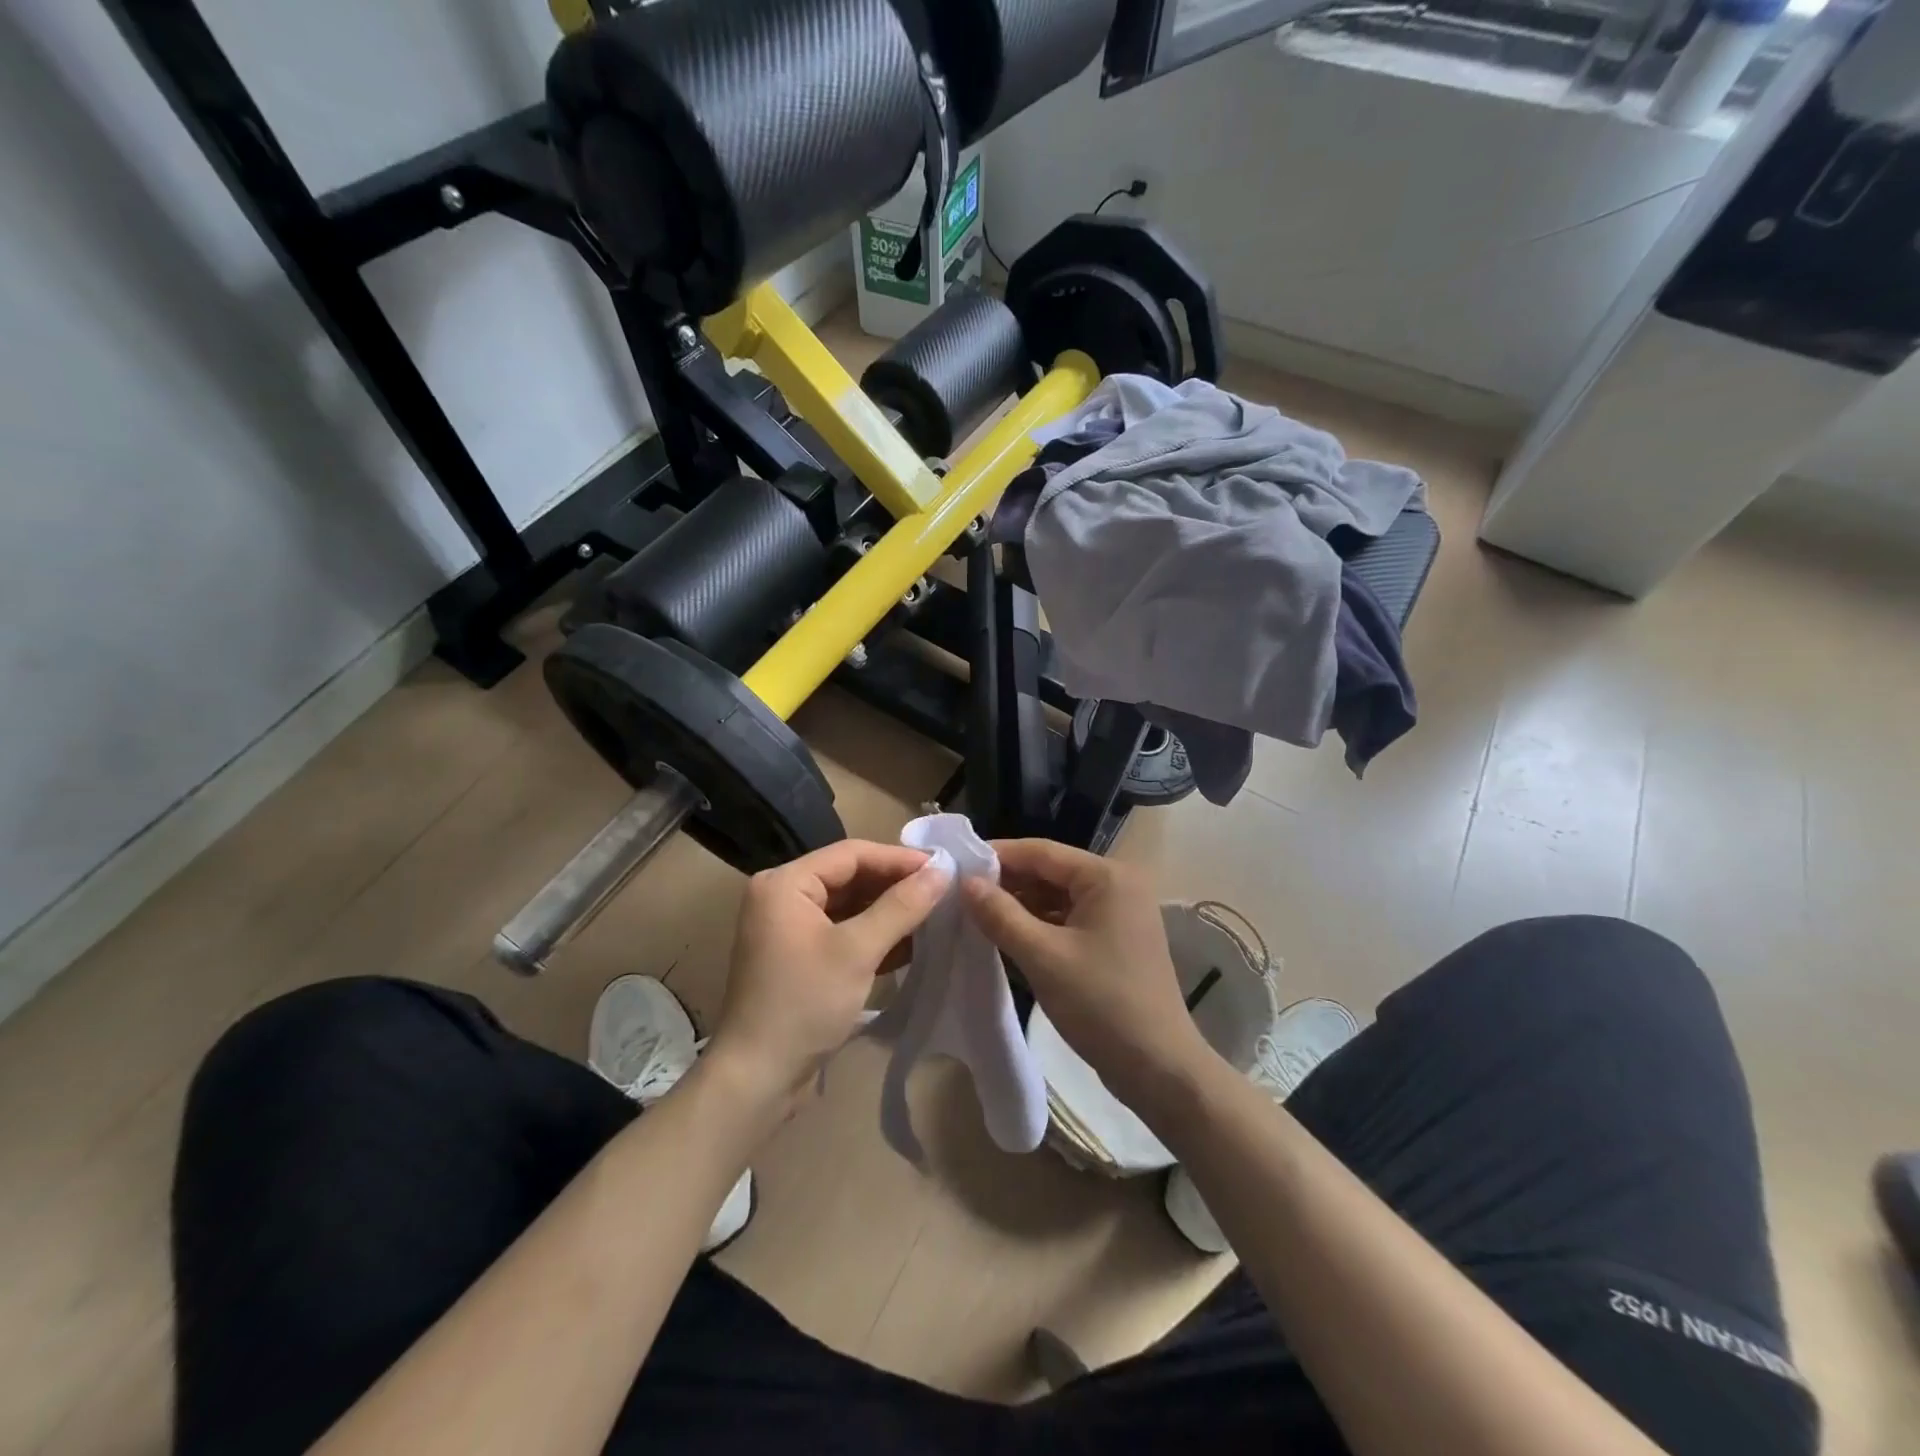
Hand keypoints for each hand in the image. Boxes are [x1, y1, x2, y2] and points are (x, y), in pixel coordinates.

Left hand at [709, 840, 948, 1117]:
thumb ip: (901, 907)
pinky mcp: (800, 958)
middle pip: (850, 878)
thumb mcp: (857, 951)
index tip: (942, 868)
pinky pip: (844, 933)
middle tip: (943, 891)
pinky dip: (875, 936)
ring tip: (936, 914)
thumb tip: (942, 871)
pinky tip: (913, 944)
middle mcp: (783, 897)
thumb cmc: (803, 1004)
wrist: (757, 1079)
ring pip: (850, 907)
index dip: (898, 859)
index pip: (851, 854)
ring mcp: (790, 930)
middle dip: (896, 886)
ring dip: (890, 912)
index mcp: (785, 883)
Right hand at [961, 840, 1208, 1107]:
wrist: (1159, 1069)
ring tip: (975, 914)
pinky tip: (1006, 936)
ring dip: (1020, 905)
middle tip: (960, 893)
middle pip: (1050, 872)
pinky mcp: (1115, 940)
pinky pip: (1069, 920)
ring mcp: (1119, 914)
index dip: (998, 855)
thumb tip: (966, 882)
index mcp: (1107, 877)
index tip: (957, 864)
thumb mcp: (1043, 957)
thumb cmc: (1102, 1004)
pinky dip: (1039, 925)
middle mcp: (1118, 885)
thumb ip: (1001, 915)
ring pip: (1058, 897)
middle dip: (1007, 882)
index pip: (1042, 851)